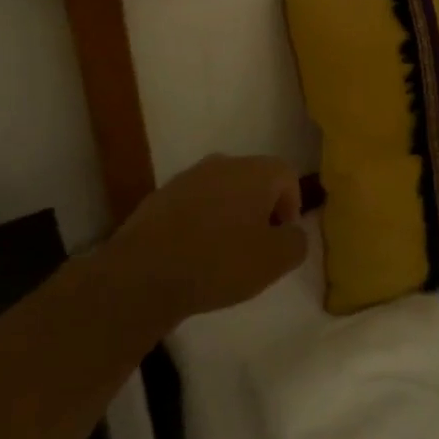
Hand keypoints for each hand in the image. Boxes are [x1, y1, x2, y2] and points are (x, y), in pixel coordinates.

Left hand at [102, 155, 307, 328]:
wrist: (142, 274)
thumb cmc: (219, 262)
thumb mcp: (275, 261)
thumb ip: (296, 242)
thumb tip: (291, 233)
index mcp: (255, 171)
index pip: (287, 176)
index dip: (291, 208)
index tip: (280, 241)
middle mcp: (222, 163)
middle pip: (253, 182)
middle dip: (260, 211)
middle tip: (255, 248)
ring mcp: (187, 178)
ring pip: (221, 193)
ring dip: (228, 217)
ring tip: (221, 255)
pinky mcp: (159, 197)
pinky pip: (192, 206)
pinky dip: (199, 224)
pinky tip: (191, 256)